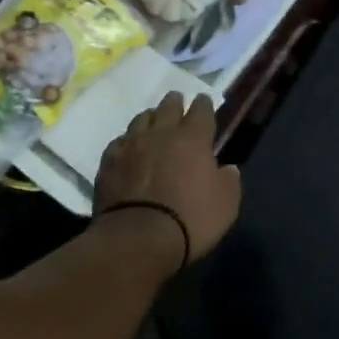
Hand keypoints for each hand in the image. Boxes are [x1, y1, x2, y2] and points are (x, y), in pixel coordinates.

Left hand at [96, 92, 241, 263]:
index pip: (201, 110)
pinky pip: (119, 141)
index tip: (204, 101)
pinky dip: (127, 141)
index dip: (204, 104)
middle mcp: (162, 133)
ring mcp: (131, 145)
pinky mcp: (109, 161)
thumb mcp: (226, 205)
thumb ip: (229, 182)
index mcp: (193, 139)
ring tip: (152, 121)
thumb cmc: (190, 220)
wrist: (138, 238)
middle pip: (168, 107)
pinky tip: (127, 147)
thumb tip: (227, 169)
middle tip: (177, 100)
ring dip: (150, 118)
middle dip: (175, 102)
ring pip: (141, 119)